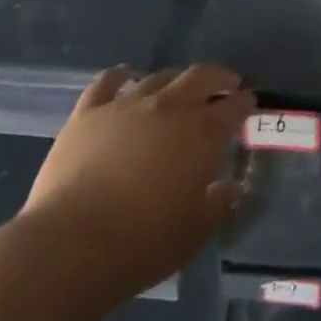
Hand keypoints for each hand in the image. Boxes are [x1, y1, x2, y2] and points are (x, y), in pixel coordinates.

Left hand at [20, 64, 253, 297]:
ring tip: (179, 87)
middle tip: (226, 84)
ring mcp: (127, 105)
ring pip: (159, 77)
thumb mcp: (195, 233)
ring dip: (175, 79)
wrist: (71, 245)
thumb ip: (218, 206)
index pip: (234, 107)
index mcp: (202, 134)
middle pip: (201, 77)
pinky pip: (107, 82)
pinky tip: (125, 76)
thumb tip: (229, 189)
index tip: (249, 103)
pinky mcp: (89, 113)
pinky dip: (120, 75)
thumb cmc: (142, 243)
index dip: (244, 103)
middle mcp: (169, 108)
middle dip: (218, 78)